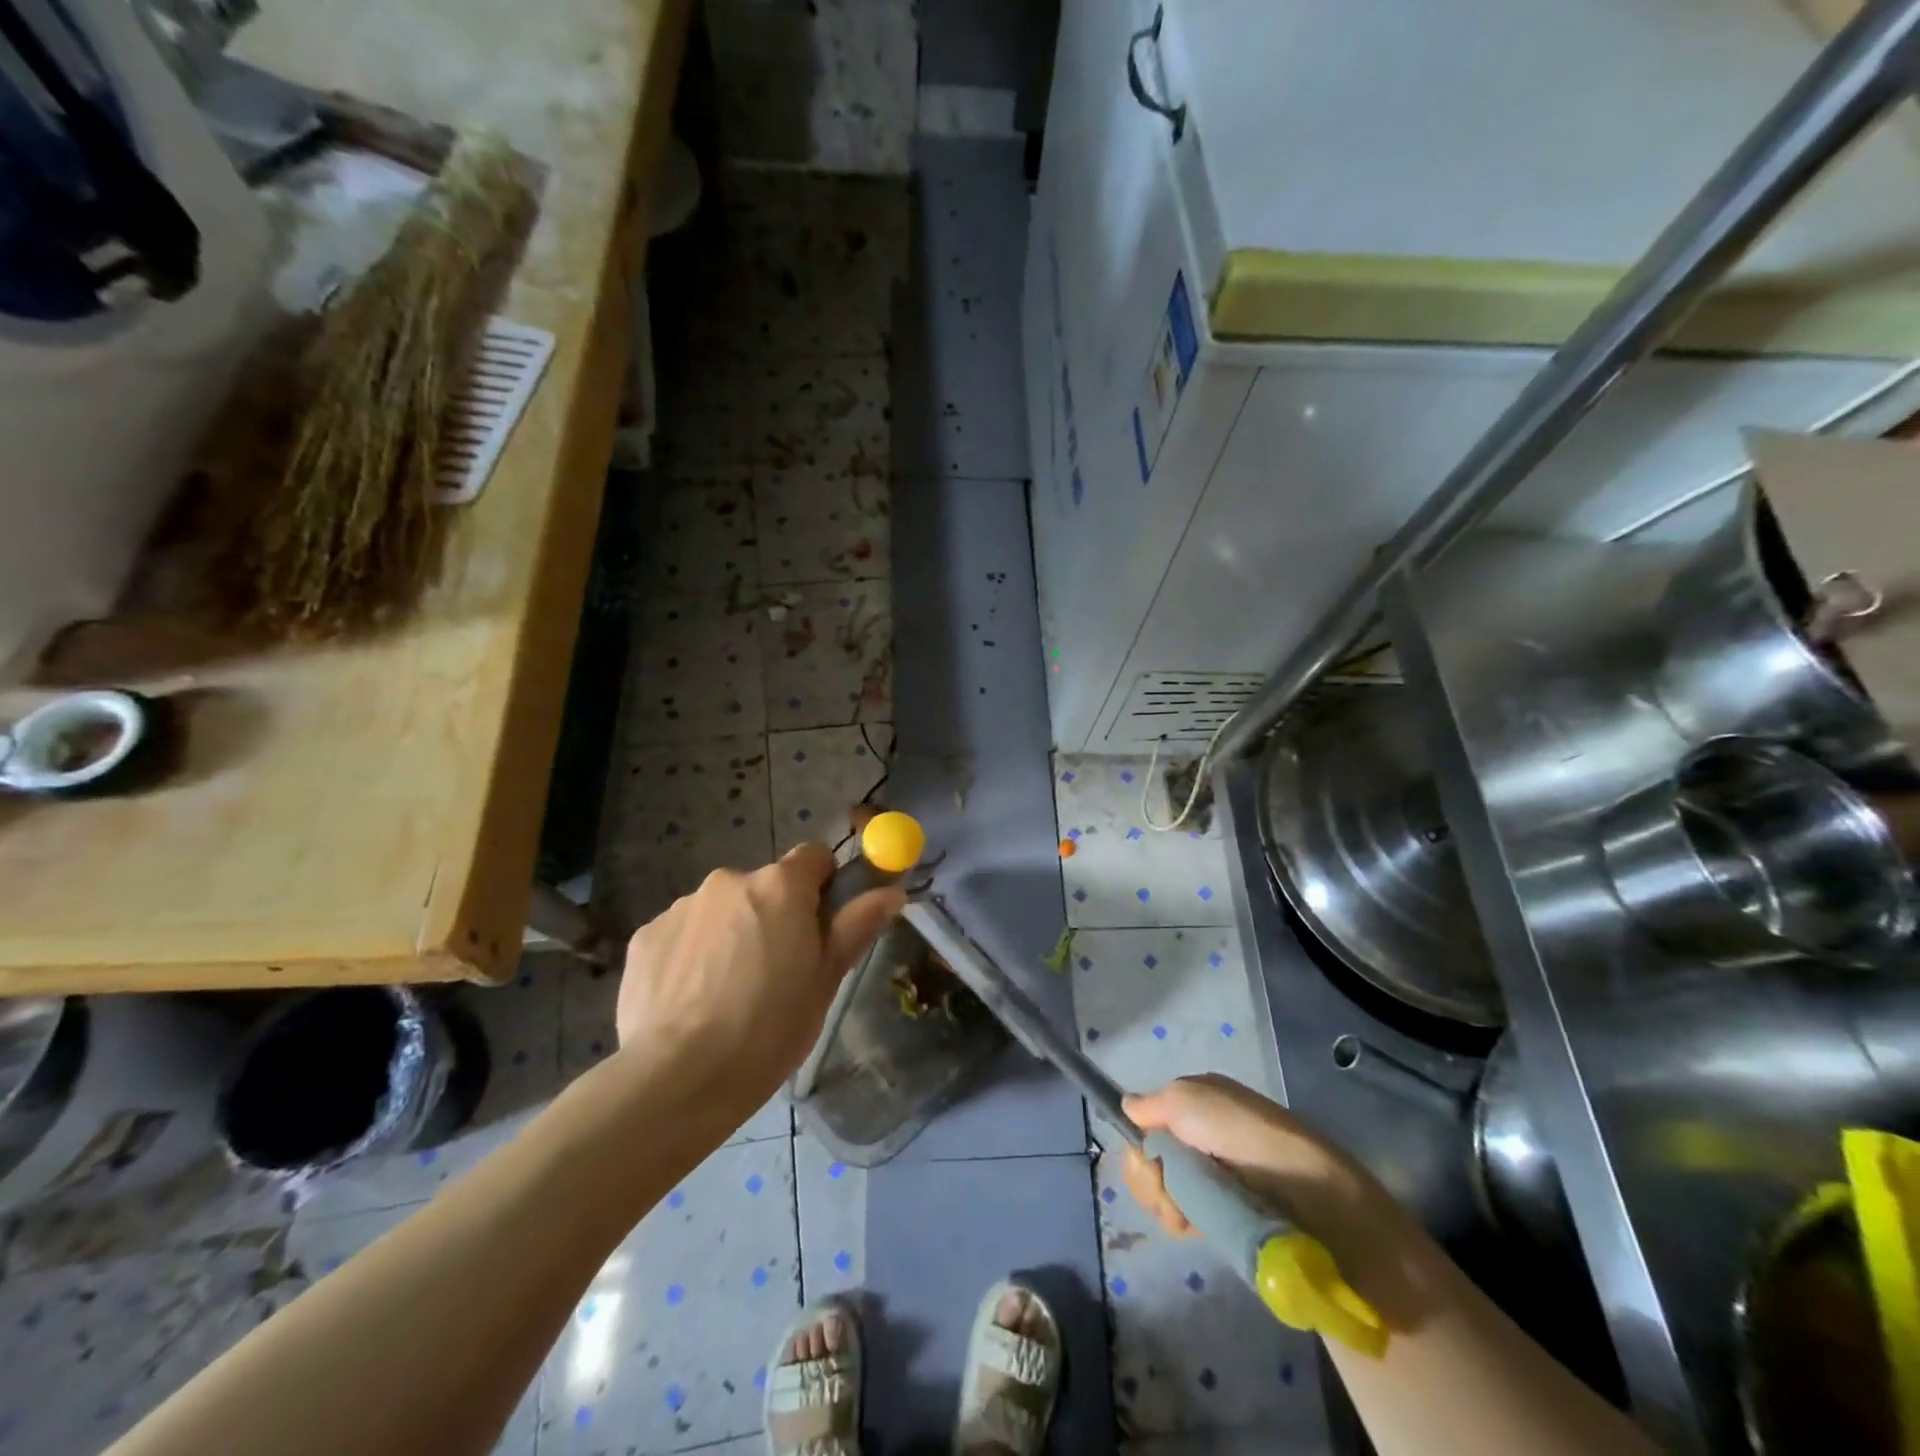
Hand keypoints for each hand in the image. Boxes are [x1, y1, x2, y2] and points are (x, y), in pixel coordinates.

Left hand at [614, 845, 903, 1112]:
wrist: (677, 1078)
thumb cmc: (769, 1028)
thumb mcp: (826, 980)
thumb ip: (857, 926)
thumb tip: (892, 891)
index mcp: (780, 885)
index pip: (814, 857)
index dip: (823, 886)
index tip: (820, 926)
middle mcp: (729, 880)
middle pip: (764, 887)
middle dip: (773, 916)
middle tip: (776, 973)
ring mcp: (682, 906)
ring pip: (722, 911)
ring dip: (731, 935)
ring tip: (726, 996)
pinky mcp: (645, 935)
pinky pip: (683, 934)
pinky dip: (692, 956)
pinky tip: (690, 1003)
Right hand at [1121, 1075, 1403, 1251]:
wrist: (1303, 1191)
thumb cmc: (1240, 1131)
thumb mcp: (1187, 1097)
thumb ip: (1150, 1103)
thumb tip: (1128, 1106)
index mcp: (1195, 1103)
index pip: (1147, 1122)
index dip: (1140, 1140)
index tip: (1147, 1153)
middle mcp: (1199, 1138)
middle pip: (1148, 1159)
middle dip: (1149, 1175)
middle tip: (1166, 1184)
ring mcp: (1210, 1179)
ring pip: (1160, 1191)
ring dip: (1164, 1200)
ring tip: (1185, 1211)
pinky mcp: (1221, 1216)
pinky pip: (1181, 1217)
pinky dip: (1181, 1220)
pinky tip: (1194, 1225)